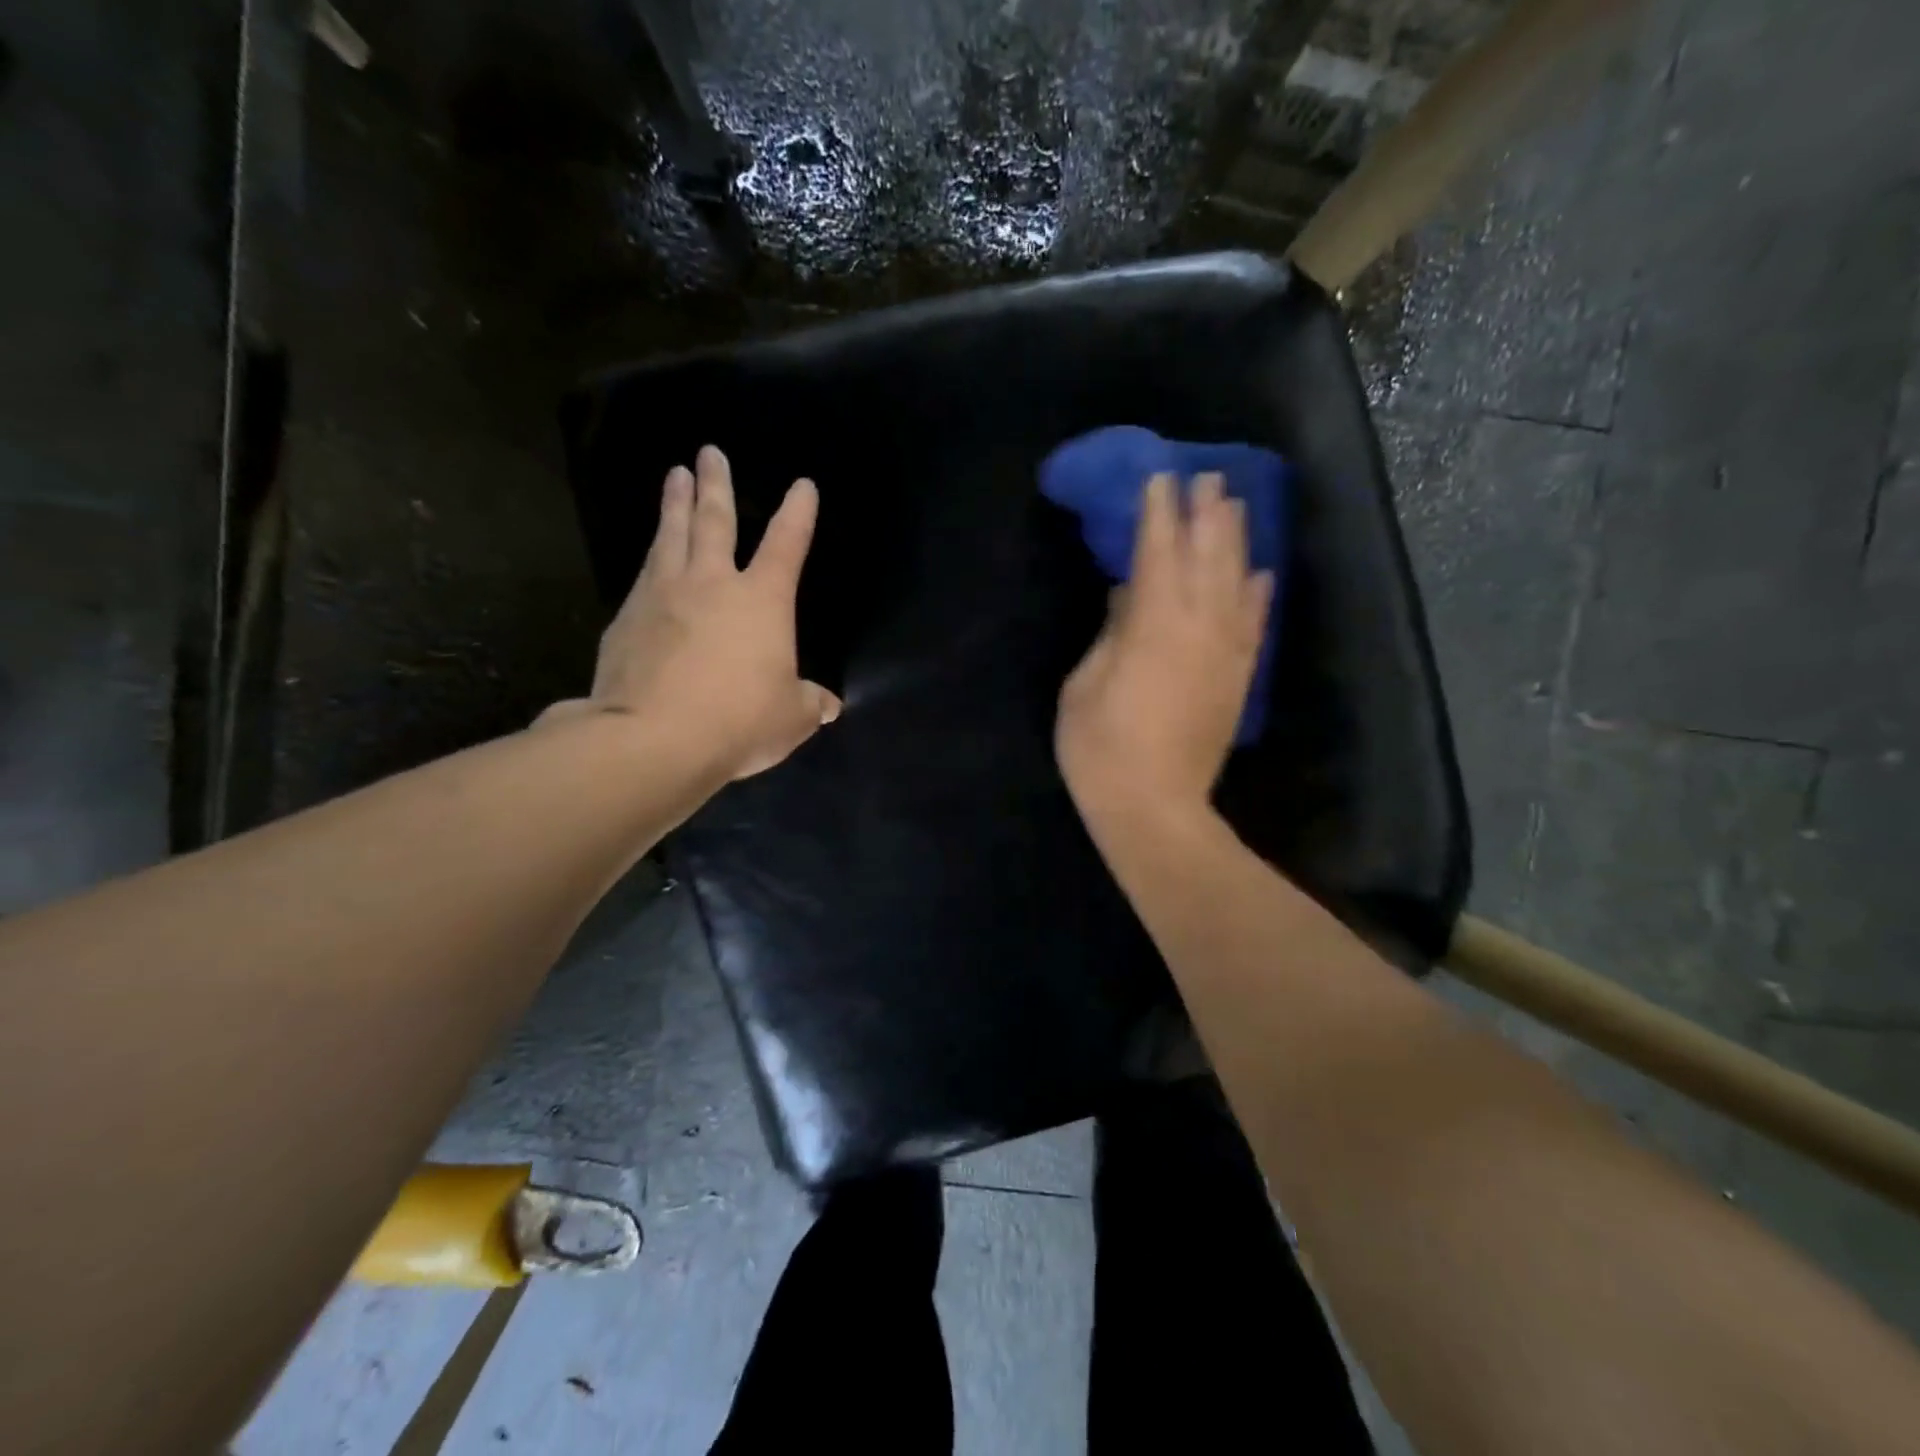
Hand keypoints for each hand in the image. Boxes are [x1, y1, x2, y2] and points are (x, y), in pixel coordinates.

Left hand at [546, 445, 839, 780]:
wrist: (654, 737)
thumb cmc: (739, 720)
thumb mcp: (790, 718)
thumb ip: (810, 704)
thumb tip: (829, 705)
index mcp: (762, 600)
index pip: (786, 544)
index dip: (798, 513)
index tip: (802, 485)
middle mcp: (712, 582)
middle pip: (715, 520)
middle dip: (717, 483)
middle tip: (710, 452)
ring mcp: (663, 594)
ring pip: (671, 534)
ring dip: (676, 503)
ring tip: (676, 475)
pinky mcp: (627, 617)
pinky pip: (643, 573)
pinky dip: (652, 556)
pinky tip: (649, 554)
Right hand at [1056, 471, 1272, 823]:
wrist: (1155, 809)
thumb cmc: (1101, 749)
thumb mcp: (1083, 686)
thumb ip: (1109, 635)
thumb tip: (1128, 597)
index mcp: (1153, 625)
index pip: (1158, 553)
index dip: (1158, 513)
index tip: (1160, 478)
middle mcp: (1199, 628)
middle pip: (1207, 557)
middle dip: (1206, 514)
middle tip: (1206, 477)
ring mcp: (1225, 653)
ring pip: (1237, 582)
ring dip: (1236, 541)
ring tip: (1234, 506)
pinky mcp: (1238, 679)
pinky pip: (1255, 625)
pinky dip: (1258, 595)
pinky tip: (1261, 573)